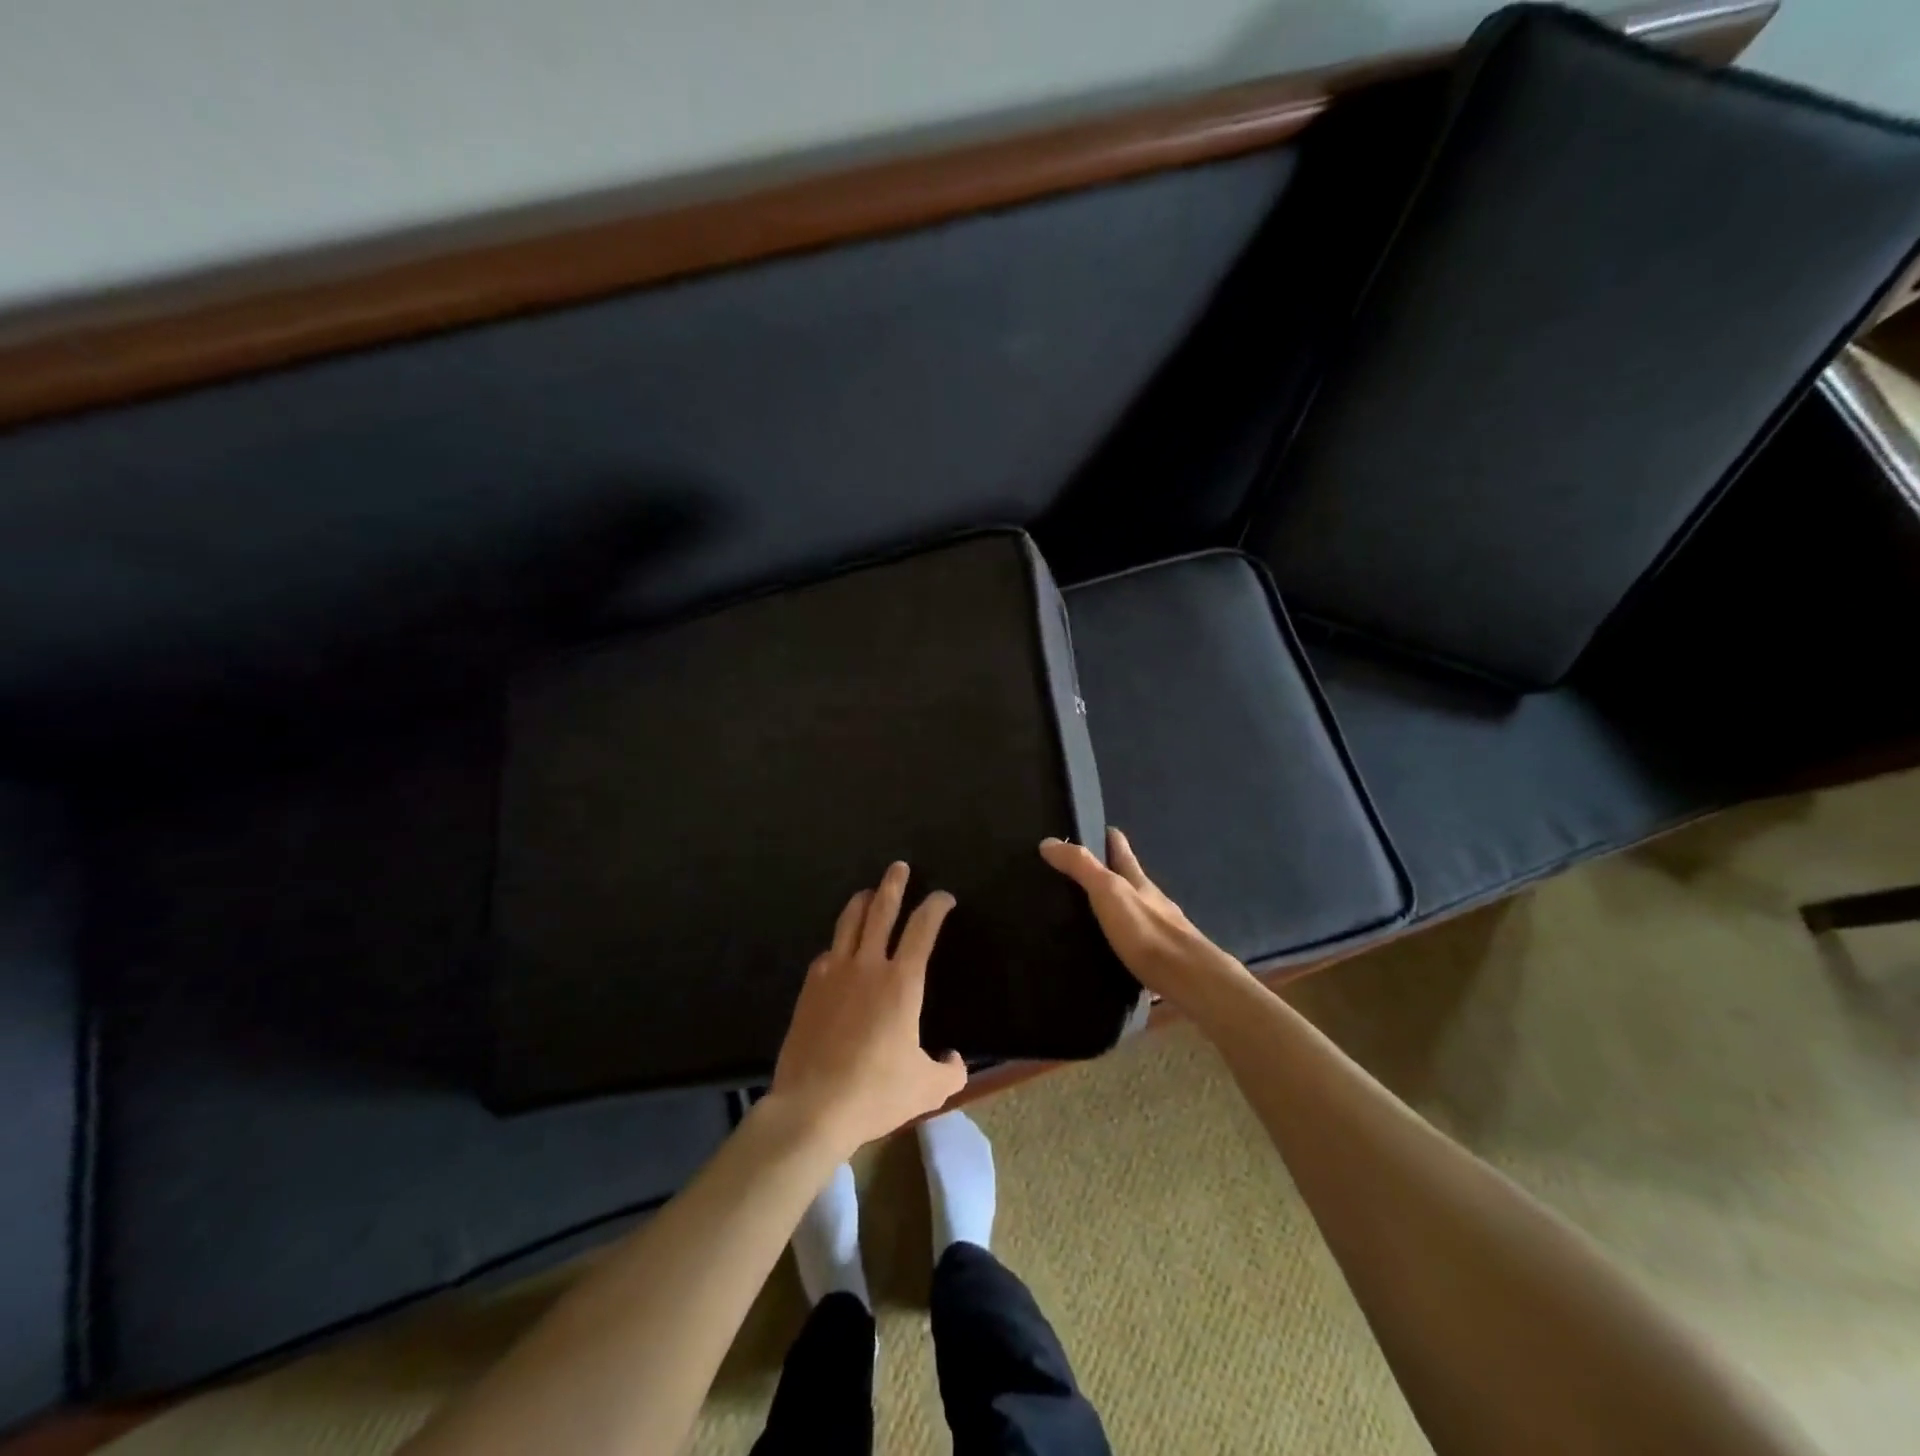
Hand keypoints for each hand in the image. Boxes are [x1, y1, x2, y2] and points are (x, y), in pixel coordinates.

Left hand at [769, 861, 967, 1157]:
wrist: (813, 1107)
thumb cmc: (876, 1093)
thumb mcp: (927, 1088)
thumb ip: (949, 1070)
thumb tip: (955, 1059)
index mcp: (902, 982)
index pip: (923, 928)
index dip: (936, 906)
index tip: (944, 897)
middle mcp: (868, 966)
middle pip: (881, 910)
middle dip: (893, 884)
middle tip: (899, 867)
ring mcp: (834, 974)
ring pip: (849, 922)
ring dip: (861, 902)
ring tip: (868, 893)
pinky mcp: (810, 989)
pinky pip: (827, 954)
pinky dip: (838, 944)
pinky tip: (839, 950)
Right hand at [1040, 828, 1251, 1010]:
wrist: (1190, 981)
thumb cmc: (1147, 931)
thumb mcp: (1109, 892)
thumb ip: (1081, 867)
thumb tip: (1048, 842)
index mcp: (1138, 881)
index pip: (1121, 850)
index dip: (1109, 837)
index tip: (1092, 829)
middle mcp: (1152, 901)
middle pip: (1130, 880)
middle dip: (1110, 873)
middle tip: (1079, 874)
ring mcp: (1159, 931)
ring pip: (1134, 912)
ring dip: (1116, 909)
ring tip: (1087, 914)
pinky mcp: (1158, 961)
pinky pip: (1135, 943)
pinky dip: (1121, 941)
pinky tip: (1107, 951)